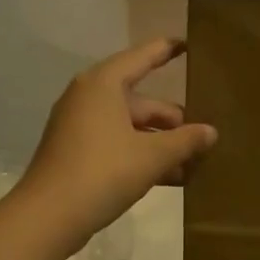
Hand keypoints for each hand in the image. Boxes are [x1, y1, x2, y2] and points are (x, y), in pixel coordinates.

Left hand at [16, 38, 216, 252]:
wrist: (49, 216)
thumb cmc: (103, 172)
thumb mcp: (153, 156)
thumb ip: (185, 141)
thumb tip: (210, 132)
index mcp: (102, 85)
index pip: (141, 57)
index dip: (166, 50)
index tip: (188, 43)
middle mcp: (88, 98)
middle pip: (140, 101)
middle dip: (173, 120)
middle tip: (205, 136)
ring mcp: (79, 127)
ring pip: (131, 127)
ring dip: (161, 144)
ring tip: (194, 162)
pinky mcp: (76, 154)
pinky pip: (118, 145)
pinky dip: (142, 156)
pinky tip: (170, 177)